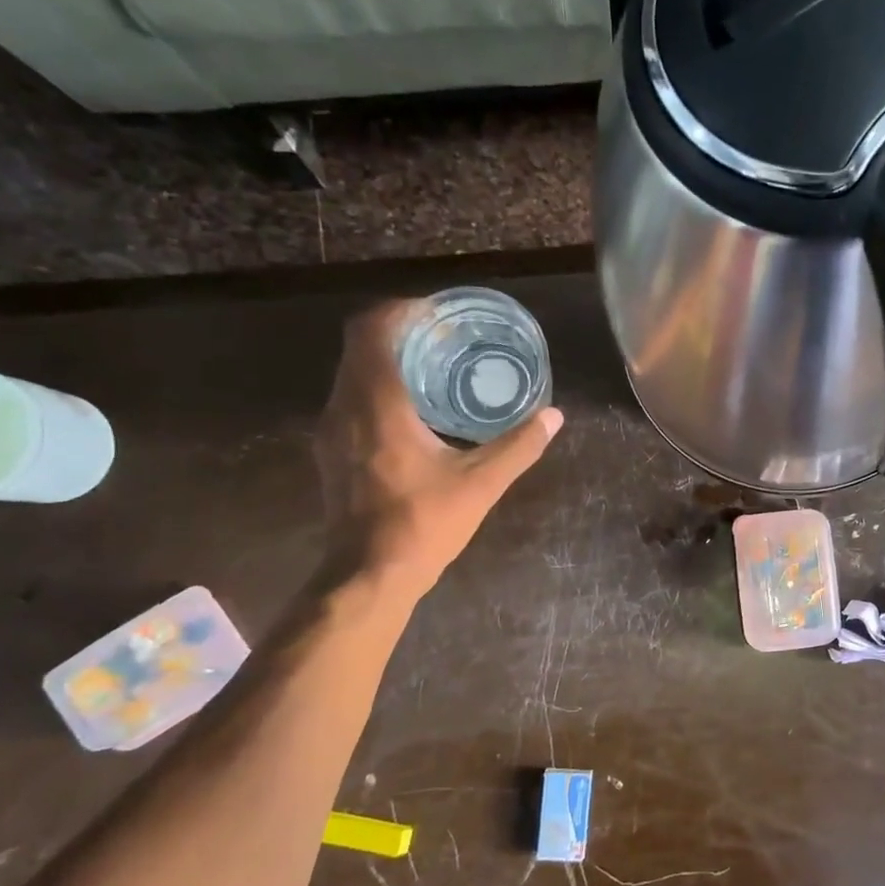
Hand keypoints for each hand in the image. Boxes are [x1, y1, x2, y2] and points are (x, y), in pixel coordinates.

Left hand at [315, 301, 560, 600]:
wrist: (369, 574)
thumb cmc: (423, 524)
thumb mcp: (480, 484)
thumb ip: (518, 446)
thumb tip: (554, 416)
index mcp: (378, 405)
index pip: (372, 331)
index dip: (401, 310)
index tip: (437, 312)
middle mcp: (344, 407)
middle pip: (359, 346)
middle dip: (398, 331)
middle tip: (443, 337)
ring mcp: (331, 430)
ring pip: (351, 372)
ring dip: (386, 359)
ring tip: (432, 367)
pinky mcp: (330, 451)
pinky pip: (349, 397)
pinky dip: (377, 386)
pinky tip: (412, 409)